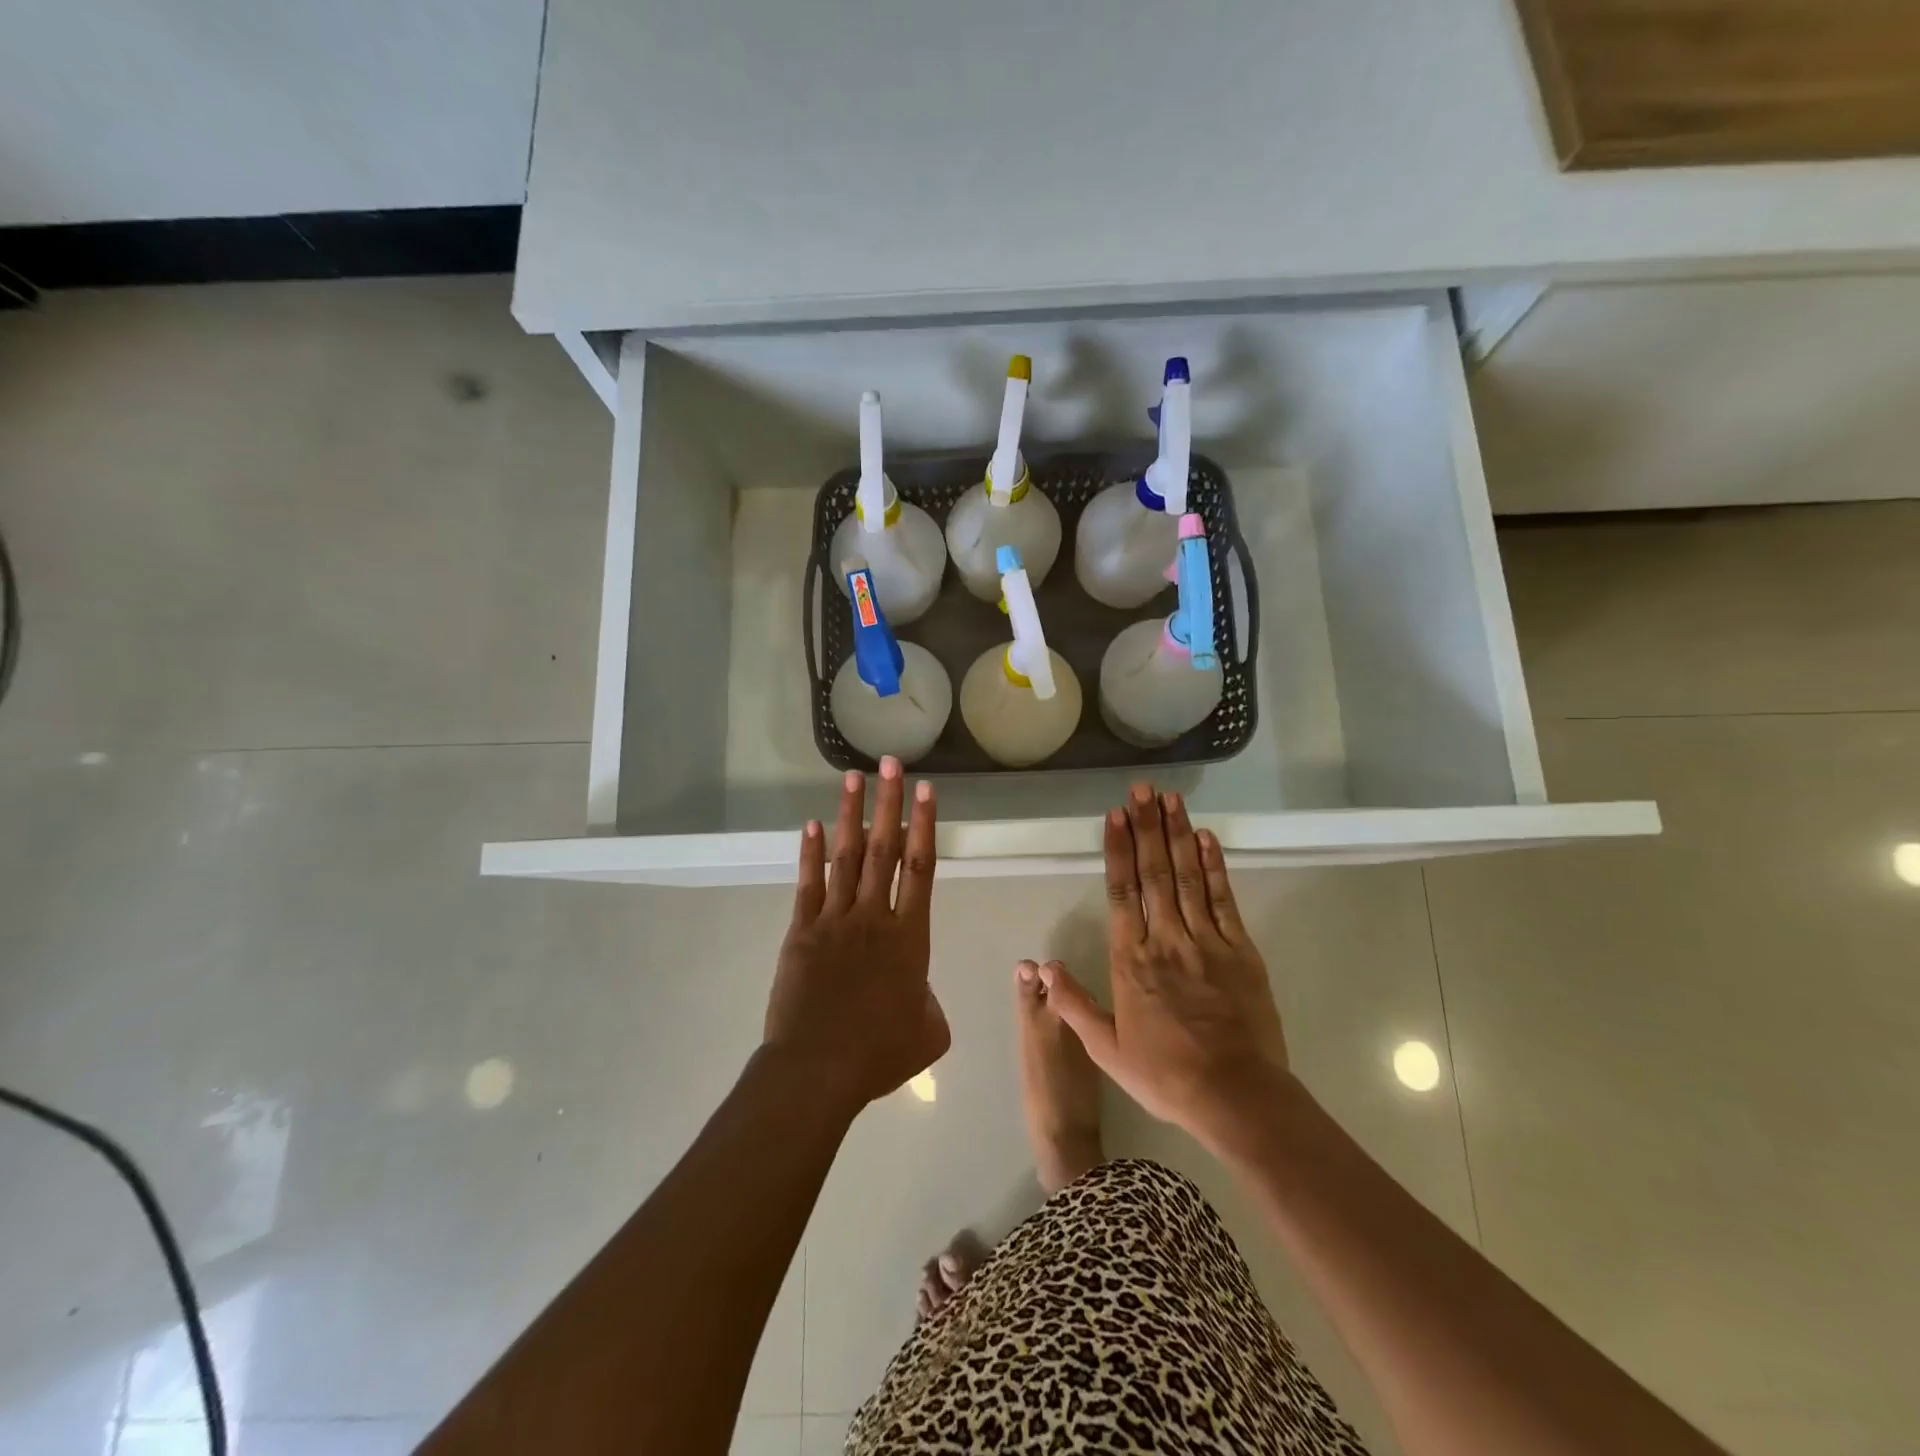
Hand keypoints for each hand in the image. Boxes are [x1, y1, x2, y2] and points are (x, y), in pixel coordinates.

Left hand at [763, 758, 949, 1115]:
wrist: (818, 1069)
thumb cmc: (878, 1054)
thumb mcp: (929, 1033)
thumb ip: (930, 1003)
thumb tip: (919, 993)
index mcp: (910, 937)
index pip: (921, 868)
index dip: (925, 825)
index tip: (926, 790)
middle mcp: (874, 916)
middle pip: (885, 849)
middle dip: (889, 803)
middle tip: (891, 763)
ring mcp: (835, 920)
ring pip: (847, 857)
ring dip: (851, 815)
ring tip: (853, 777)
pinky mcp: (802, 932)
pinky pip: (809, 884)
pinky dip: (812, 853)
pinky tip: (812, 825)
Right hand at [1041, 784, 1289, 1152]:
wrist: (1236, 1096)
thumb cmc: (1165, 1074)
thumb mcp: (1107, 1049)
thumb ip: (1073, 1004)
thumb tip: (1040, 967)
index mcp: (1132, 960)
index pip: (1122, 892)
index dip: (1119, 850)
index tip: (1116, 816)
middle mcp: (1166, 939)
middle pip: (1154, 873)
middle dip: (1147, 827)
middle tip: (1142, 789)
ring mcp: (1206, 941)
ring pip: (1187, 877)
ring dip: (1177, 835)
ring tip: (1170, 799)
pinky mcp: (1239, 950)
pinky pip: (1223, 900)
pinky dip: (1214, 867)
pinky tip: (1206, 839)